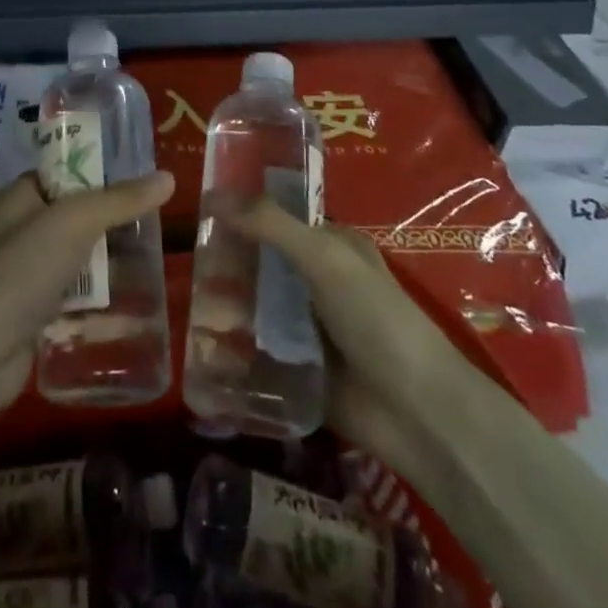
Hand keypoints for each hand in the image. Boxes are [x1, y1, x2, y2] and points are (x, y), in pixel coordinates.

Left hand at [0, 170, 174, 419]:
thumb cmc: (24, 268)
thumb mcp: (78, 221)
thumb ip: (122, 200)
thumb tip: (167, 178)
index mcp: (18, 198)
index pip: (61, 174)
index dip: (95, 175)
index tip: (135, 185)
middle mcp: (16, 231)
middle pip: (72, 219)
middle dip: (107, 225)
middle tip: (151, 229)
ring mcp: (22, 275)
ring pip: (74, 261)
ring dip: (105, 266)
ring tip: (149, 267)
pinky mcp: (30, 315)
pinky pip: (71, 301)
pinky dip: (95, 305)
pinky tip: (130, 311)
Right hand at [217, 196, 472, 453]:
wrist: (418, 414)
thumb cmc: (376, 319)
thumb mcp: (324, 258)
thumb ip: (270, 225)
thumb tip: (214, 193)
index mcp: (332, 247)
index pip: (279, 220)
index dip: (243, 215)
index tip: (200, 214)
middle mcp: (320, 283)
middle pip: (263, 265)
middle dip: (228, 265)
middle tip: (189, 265)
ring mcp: (310, 329)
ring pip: (258, 309)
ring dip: (227, 308)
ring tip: (192, 310)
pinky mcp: (300, 371)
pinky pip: (260, 354)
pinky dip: (235, 351)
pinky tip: (202, 349)